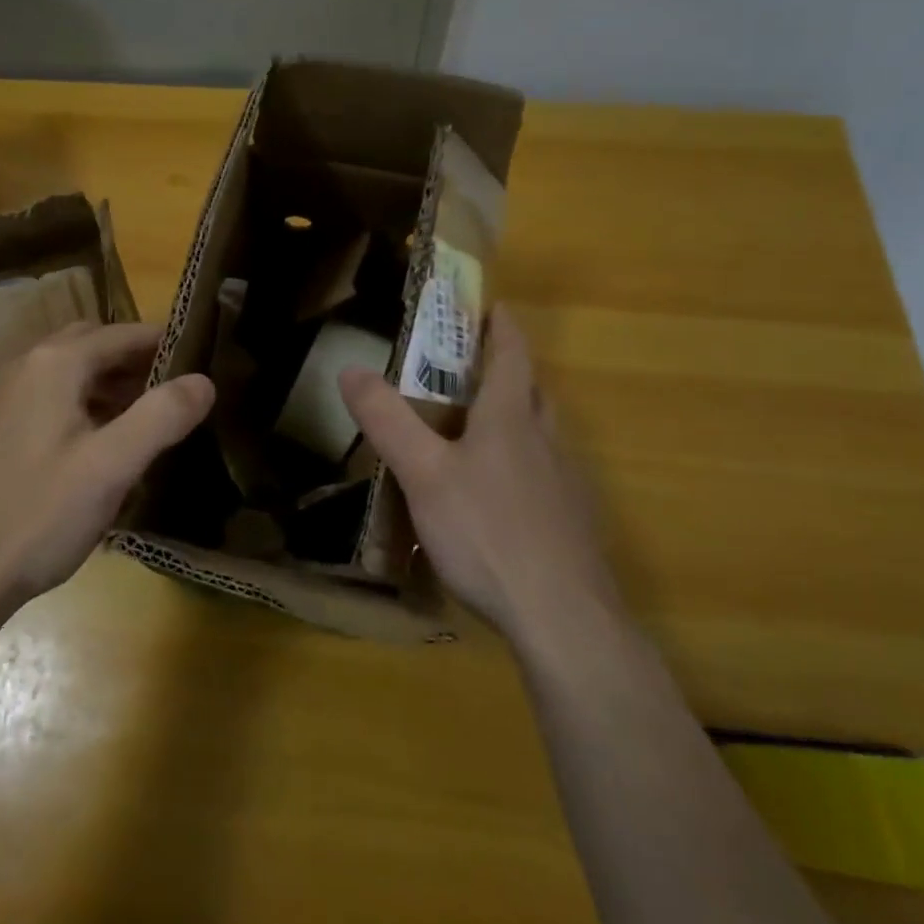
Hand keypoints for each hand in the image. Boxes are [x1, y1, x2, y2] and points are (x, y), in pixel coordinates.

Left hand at [0, 322, 214, 615]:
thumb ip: (162, 416)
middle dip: (136, 360)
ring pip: (71, 371)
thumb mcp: (113, 466)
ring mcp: (6, 397)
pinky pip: (52, 396)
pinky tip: (104, 441)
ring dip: (111, 382)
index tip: (203, 362)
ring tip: (150, 416)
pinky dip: (85, 402)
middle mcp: (26, 367)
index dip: (165, 343)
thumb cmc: (40, 515)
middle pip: (94, 344)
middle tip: (176, 389)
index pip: (123, 334)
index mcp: (54, 364)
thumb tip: (204, 380)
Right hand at [338, 304, 620, 647]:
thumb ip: (388, 421)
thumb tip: (350, 368)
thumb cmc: (488, 533)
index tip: (494, 305)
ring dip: (520, 414)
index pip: (512, 355)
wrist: (563, 617)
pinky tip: (503, 493)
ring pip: (543, 432)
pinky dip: (526, 461)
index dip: (502, 326)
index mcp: (510, 419)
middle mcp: (545, 441)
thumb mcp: (423, 474)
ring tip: (484, 423)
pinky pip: (548, 473)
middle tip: (476, 364)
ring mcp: (566, 483)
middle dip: (510, 368)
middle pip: (532, 390)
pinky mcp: (573, 522)